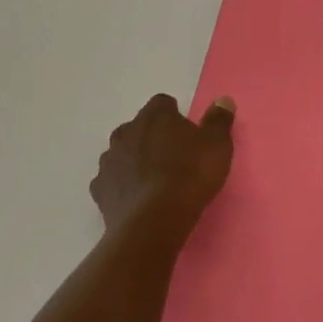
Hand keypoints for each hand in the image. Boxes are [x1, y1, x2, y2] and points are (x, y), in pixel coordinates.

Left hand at [89, 93, 235, 237]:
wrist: (154, 222)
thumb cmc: (190, 175)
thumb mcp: (217, 145)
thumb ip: (219, 120)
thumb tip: (222, 100)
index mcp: (155, 116)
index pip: (162, 103)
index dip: (175, 115)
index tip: (187, 133)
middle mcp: (126, 132)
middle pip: (139, 127)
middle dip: (152, 136)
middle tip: (173, 156)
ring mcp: (109, 161)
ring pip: (123, 152)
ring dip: (135, 160)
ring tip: (155, 179)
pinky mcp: (99, 190)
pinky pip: (112, 180)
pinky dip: (123, 185)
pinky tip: (138, 198)